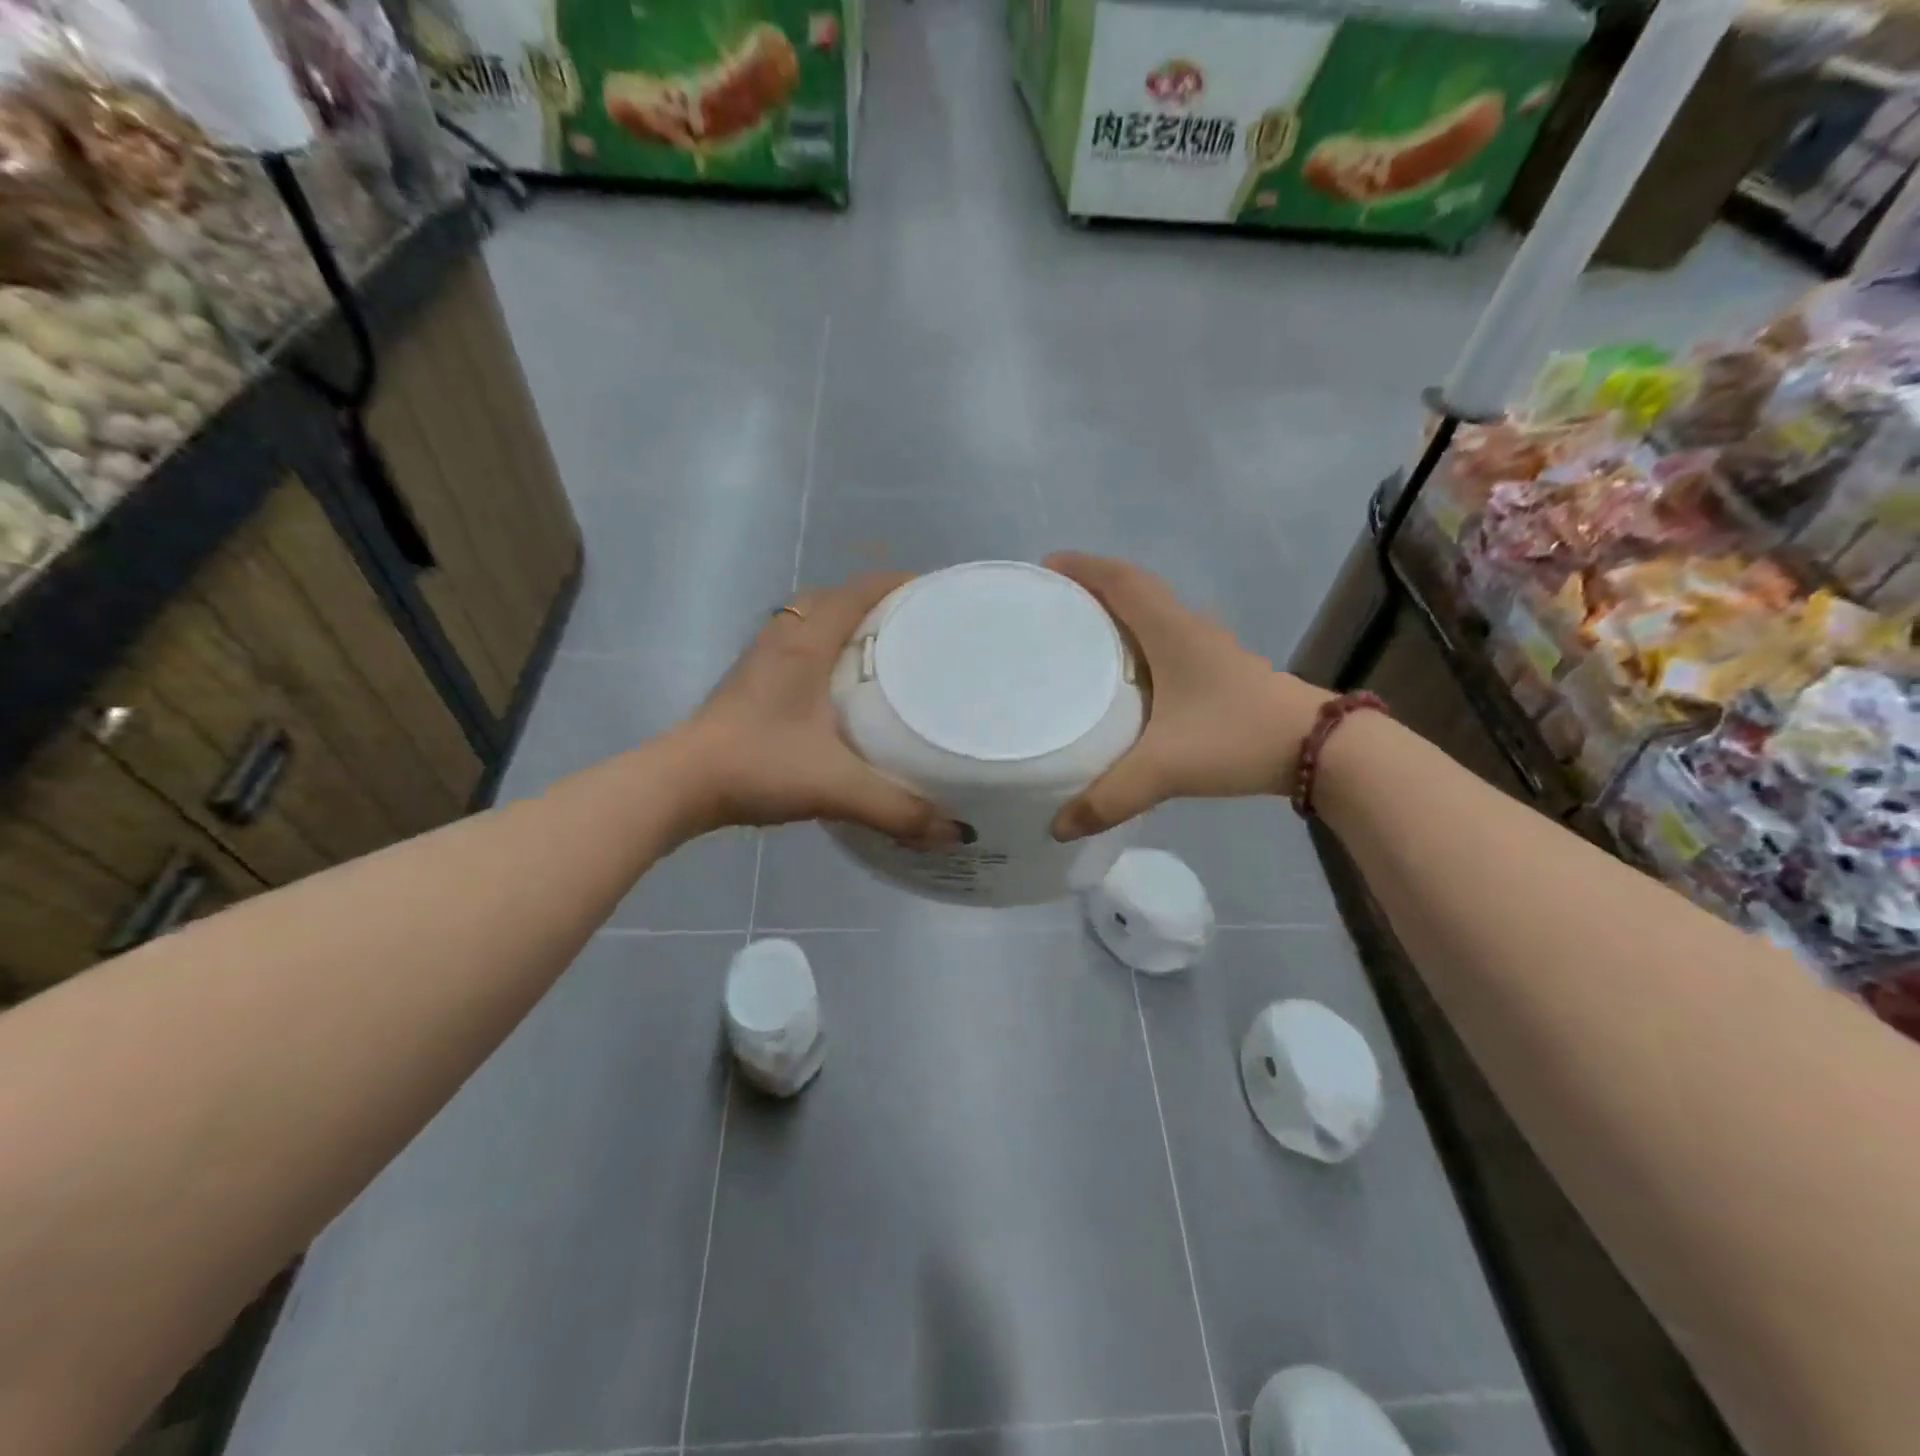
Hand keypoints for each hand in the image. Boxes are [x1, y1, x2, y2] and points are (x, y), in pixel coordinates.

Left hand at [674, 573, 962, 844]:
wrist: (680, 785)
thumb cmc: (758, 766)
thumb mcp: (836, 787)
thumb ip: (896, 809)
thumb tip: (955, 831)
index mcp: (807, 642)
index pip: (858, 592)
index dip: (898, 585)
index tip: (936, 595)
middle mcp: (783, 639)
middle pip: (835, 600)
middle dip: (877, 605)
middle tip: (917, 631)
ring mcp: (761, 660)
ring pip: (811, 623)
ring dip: (846, 627)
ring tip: (885, 656)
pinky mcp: (749, 685)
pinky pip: (797, 649)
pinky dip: (825, 653)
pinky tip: (839, 691)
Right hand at [1045, 553, 1330, 840]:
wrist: (1320, 748)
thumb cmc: (1236, 737)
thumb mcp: (1165, 768)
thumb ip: (1110, 797)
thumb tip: (1058, 828)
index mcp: (1171, 631)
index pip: (1121, 581)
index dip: (1082, 567)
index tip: (1046, 567)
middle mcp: (1189, 629)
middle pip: (1136, 590)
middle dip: (1094, 587)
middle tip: (1056, 604)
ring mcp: (1211, 649)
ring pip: (1157, 615)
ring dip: (1120, 614)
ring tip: (1083, 635)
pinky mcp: (1222, 672)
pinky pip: (1170, 641)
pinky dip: (1142, 643)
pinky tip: (1130, 677)